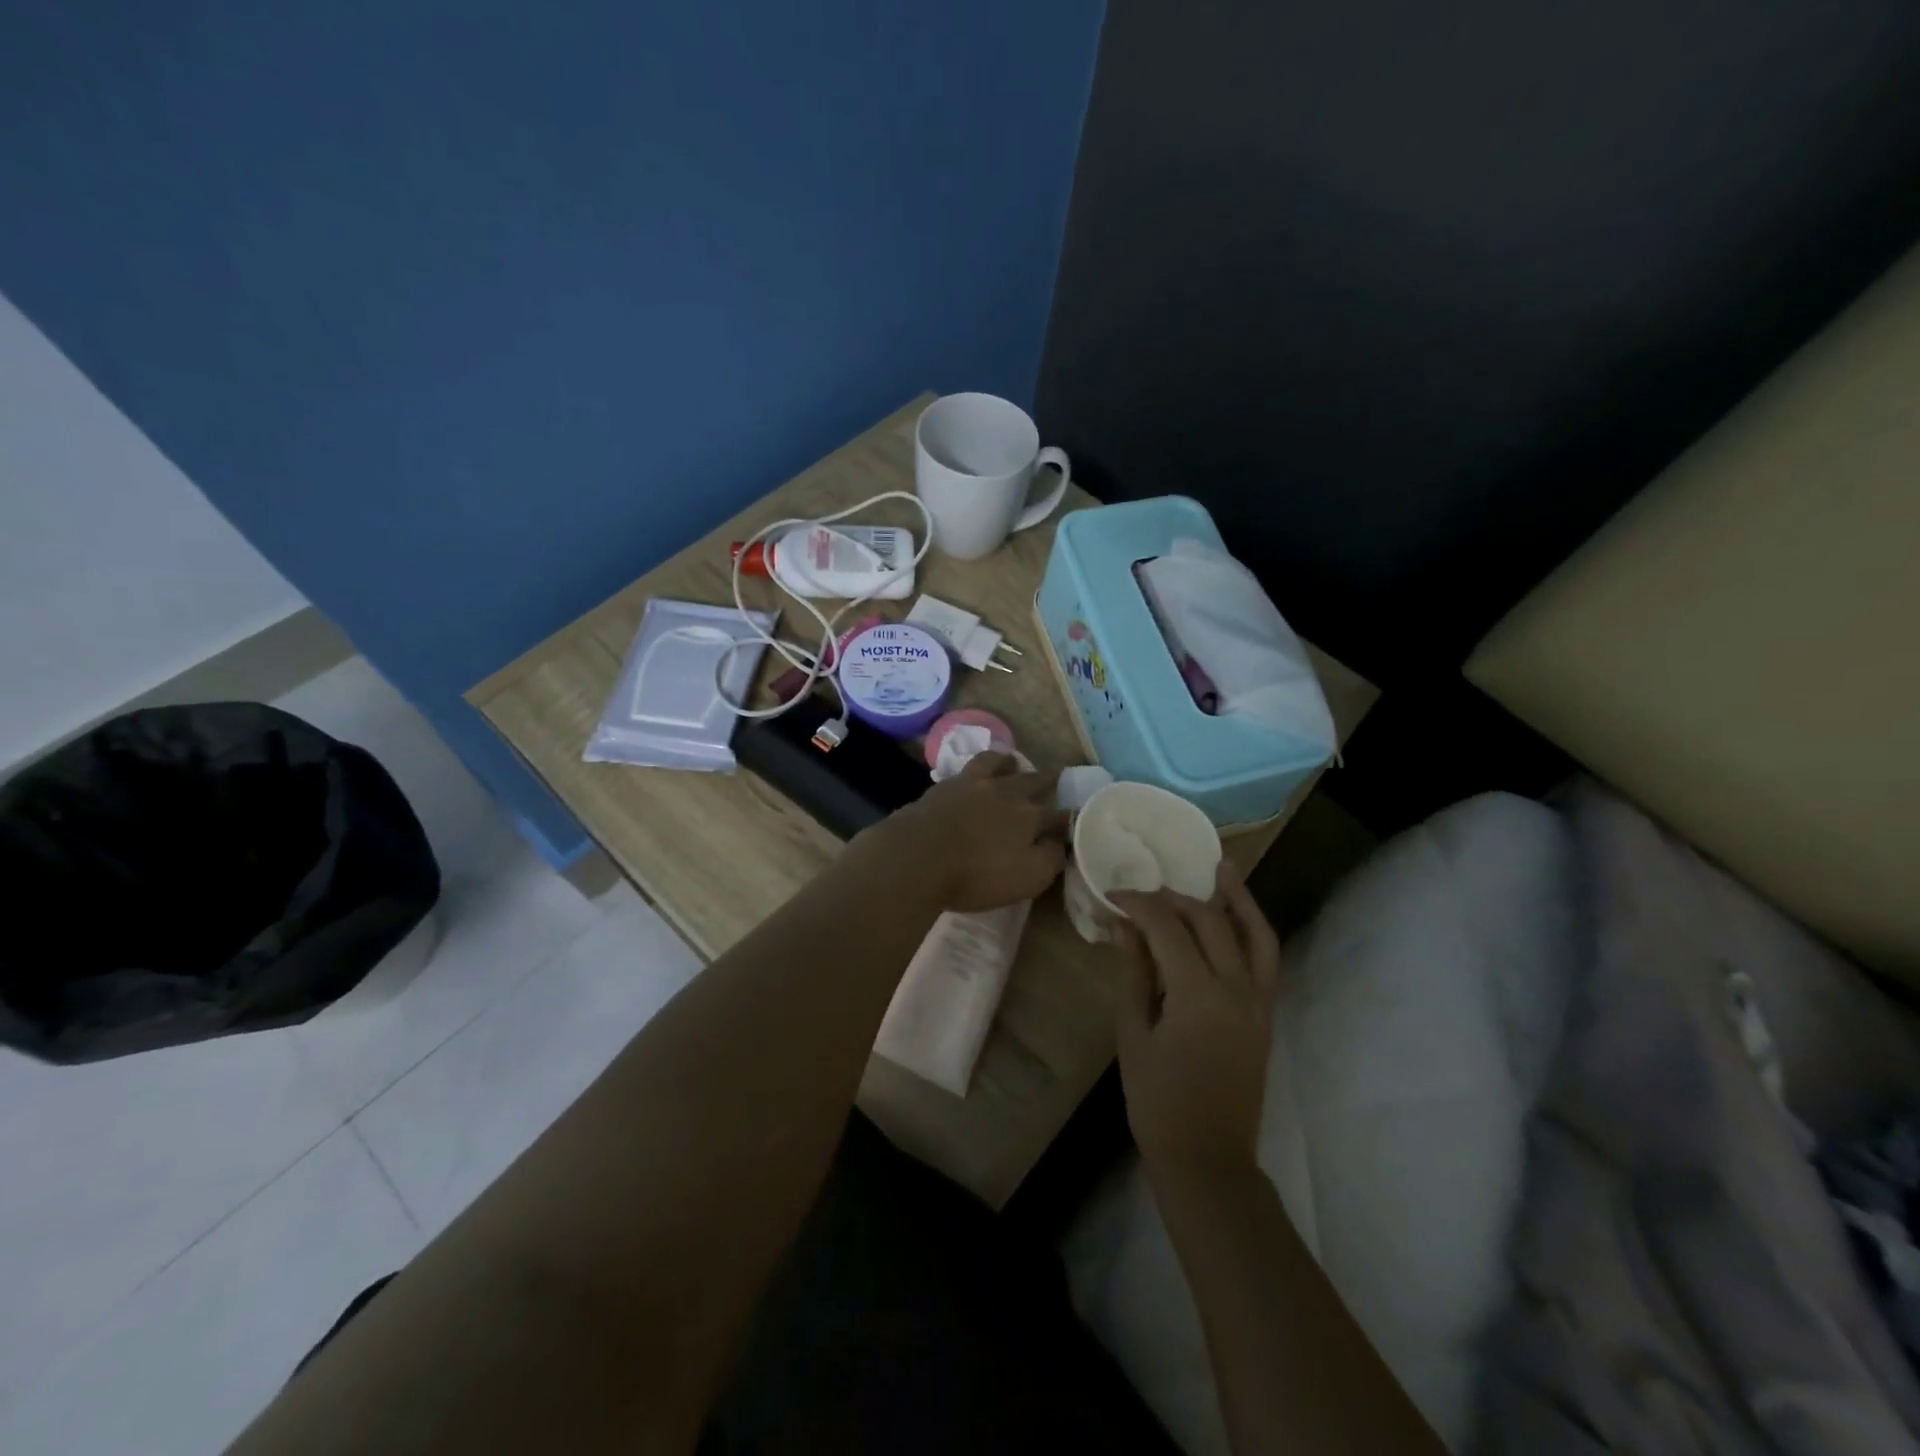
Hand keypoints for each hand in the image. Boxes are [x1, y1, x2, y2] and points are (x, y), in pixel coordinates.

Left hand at [866, 752, 1066, 913]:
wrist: (917, 857)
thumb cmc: (976, 875)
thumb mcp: (1027, 878)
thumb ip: (1050, 858)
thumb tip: (1060, 842)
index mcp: (1030, 816)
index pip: (1059, 814)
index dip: (1069, 818)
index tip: (1075, 820)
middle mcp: (1005, 792)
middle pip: (1032, 780)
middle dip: (1047, 780)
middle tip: (1053, 777)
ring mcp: (971, 784)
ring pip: (996, 763)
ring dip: (1008, 762)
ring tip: (1010, 763)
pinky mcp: (943, 787)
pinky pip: (966, 769)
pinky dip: (976, 769)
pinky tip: (971, 776)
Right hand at [1112, 861, 1280, 1184]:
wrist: (1208, 1158)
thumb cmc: (1158, 1100)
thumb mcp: (1134, 1033)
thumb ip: (1132, 972)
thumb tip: (1122, 925)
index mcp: (1198, 994)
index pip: (1168, 928)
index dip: (1139, 904)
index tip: (1114, 895)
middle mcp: (1237, 989)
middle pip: (1210, 922)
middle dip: (1175, 899)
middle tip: (1143, 894)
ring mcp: (1259, 1001)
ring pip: (1255, 934)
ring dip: (1237, 898)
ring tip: (1222, 868)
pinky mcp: (1266, 1014)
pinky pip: (1266, 960)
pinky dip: (1254, 930)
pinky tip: (1237, 916)